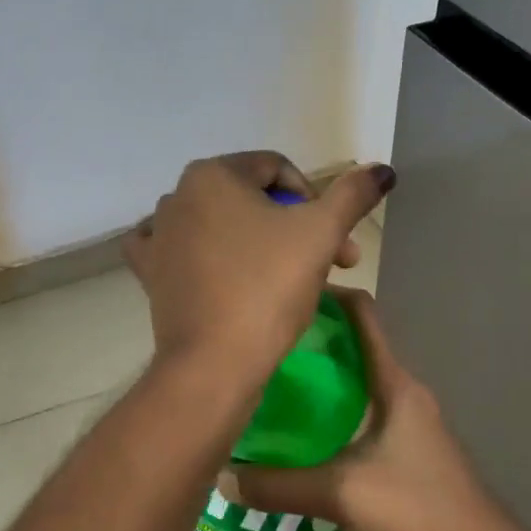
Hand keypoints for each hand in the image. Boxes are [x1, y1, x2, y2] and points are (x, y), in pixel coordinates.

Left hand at [123, 152, 393, 390]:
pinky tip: (214, 266)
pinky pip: (178, 250)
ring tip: (285, 279)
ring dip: (256, 243)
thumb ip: (352, 195)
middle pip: (249, 199)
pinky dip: (199, 253)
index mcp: (212, 173)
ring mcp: (158, 235)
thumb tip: (381, 169)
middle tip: (328, 266)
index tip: (337, 244)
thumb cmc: (268, 287)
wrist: (214, 362)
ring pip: (219, 224)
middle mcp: (177, 195)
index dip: (315, 201)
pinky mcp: (149, 272)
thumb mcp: (321, 234)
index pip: (278, 169)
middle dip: (293, 227)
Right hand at [218, 288, 502, 530]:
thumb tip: (222, 477)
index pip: (362, 315)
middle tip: (259, 347)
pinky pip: (358, 415)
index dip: (327, 295)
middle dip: (309, 342)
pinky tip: (297, 436)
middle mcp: (401, 393)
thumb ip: (280, 487)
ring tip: (268, 387)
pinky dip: (328, 414)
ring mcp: (406, 423)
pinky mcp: (405, 451)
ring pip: (354, 384)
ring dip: (317, 381)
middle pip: (352, 347)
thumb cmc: (420, 510)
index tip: (283, 295)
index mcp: (393, 383)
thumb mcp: (342, 495)